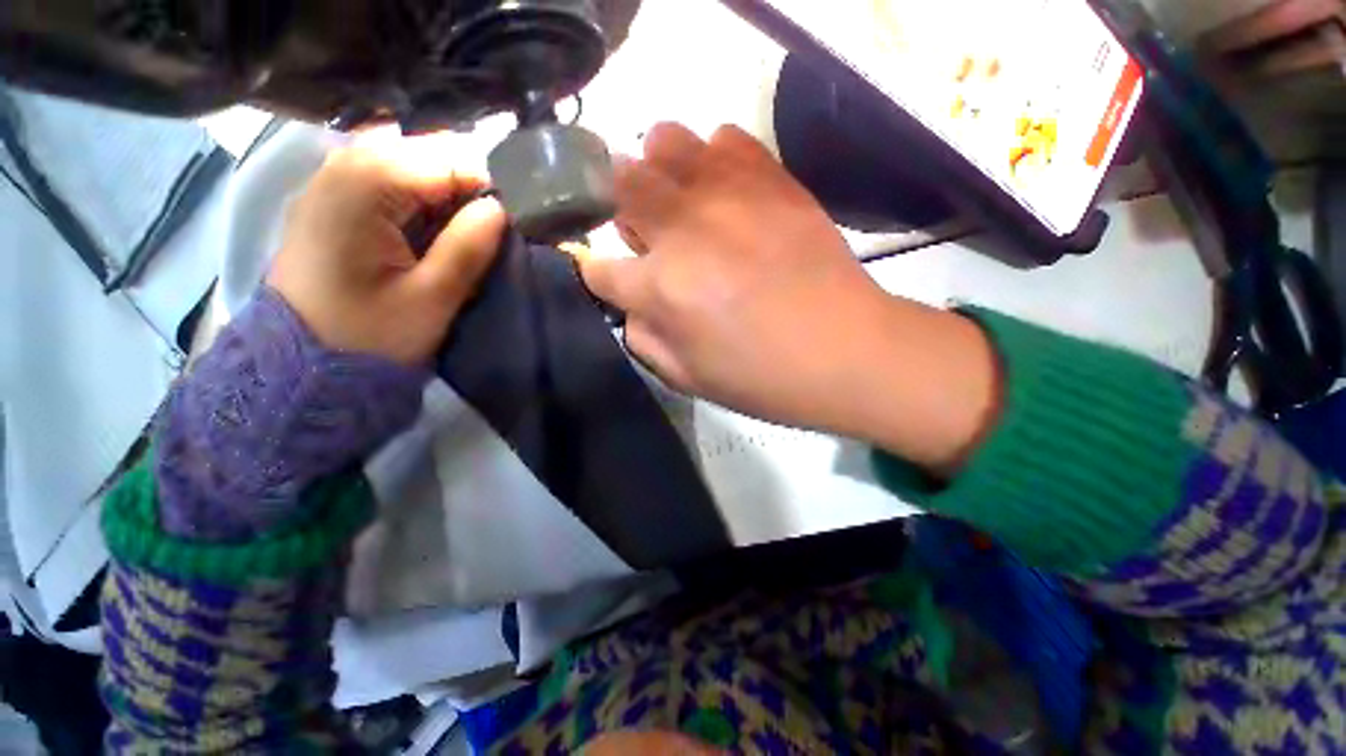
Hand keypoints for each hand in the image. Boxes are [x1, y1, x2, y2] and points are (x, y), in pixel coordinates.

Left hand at [268, 134, 507, 365]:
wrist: (303, 366)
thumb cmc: (370, 336)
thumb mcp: (431, 299)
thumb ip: (467, 248)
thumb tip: (498, 208)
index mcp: (363, 188)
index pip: (443, 158)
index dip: (481, 188)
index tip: (500, 225)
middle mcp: (338, 169)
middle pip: (418, 149)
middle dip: (458, 184)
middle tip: (477, 230)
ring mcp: (327, 183)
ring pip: (400, 159)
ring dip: (435, 190)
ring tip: (453, 229)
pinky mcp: (327, 203)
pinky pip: (379, 177)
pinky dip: (410, 195)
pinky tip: (421, 226)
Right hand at [580, 123, 997, 471]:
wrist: (844, 351)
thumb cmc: (761, 376)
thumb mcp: (686, 378)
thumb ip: (642, 338)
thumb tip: (630, 304)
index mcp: (661, 288)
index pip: (597, 265)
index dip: (598, 272)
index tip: (613, 278)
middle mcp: (684, 229)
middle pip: (620, 183)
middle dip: (619, 206)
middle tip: (647, 233)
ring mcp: (729, 194)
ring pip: (665, 141)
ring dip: (660, 170)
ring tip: (681, 202)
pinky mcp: (772, 178)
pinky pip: (724, 138)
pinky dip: (713, 159)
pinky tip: (726, 192)